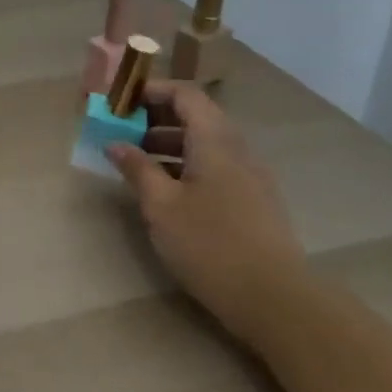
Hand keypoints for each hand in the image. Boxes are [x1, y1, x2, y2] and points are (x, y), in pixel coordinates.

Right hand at [108, 82, 309, 342]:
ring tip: (136, 163)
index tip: (120, 103)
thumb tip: (115, 143)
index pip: (185, 94)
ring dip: (168, 143)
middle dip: (155, 118)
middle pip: (196, 116)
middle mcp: (236, 150)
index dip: (151, 91)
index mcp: (214, 141)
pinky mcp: (253, 201)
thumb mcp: (161, 206)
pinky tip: (165, 191)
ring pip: (205, 143)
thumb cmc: (210, 244)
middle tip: (121, 132)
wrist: (276, 300)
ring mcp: (250, 176)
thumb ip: (137, 169)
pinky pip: (215, 166)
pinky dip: (185, 165)